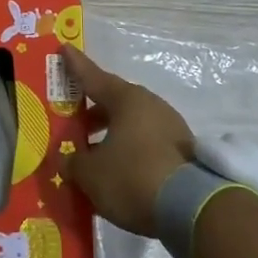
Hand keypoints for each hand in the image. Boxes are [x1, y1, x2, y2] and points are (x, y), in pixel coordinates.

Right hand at [58, 46, 193, 237]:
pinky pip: (147, 143)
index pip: (93, 77)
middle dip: (92, 112)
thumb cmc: (133, 177)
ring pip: (132, 124)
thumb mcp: (91, 174)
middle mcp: (150, 104)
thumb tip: (66, 160)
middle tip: (73, 123)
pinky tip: (119, 172)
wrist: (193, 208)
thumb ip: (74, 163)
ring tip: (94, 155)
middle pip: (114, 102)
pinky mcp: (183, 152)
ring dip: (112, 135)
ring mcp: (171, 127)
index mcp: (126, 99)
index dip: (75, 65)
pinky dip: (130, 151)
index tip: (64, 49)